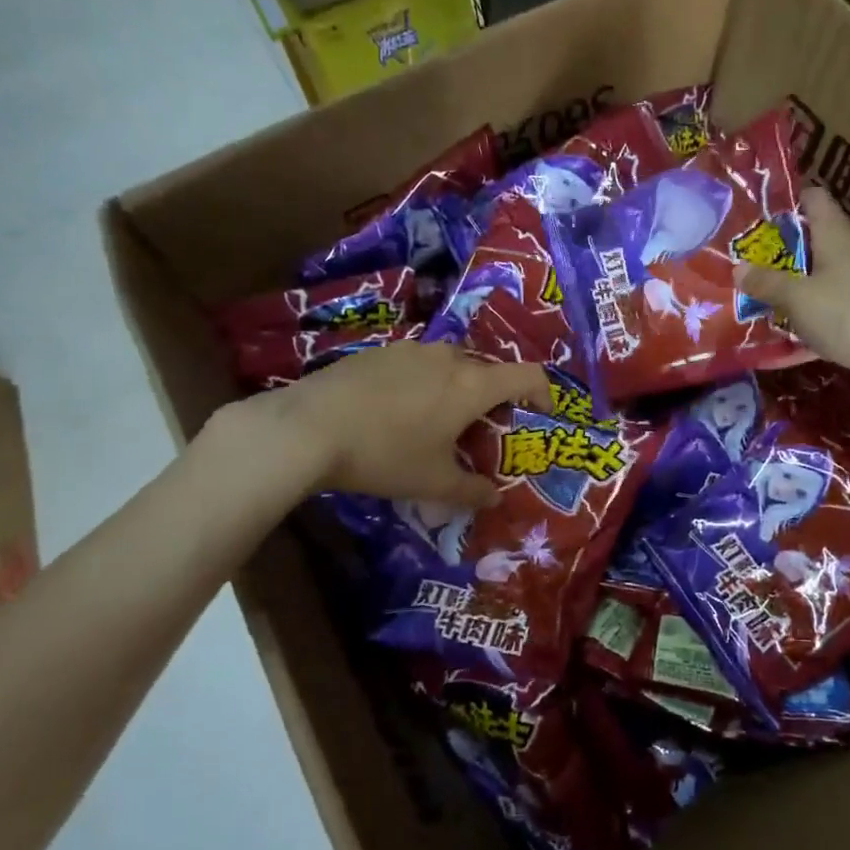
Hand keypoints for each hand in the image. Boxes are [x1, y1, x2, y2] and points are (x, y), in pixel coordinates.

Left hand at [209, 343, 549, 509]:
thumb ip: (471, 491)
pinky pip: (417, 364)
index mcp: (471, 385)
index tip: (540, 414)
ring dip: (456, 388)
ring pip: (450, 364)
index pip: (527, 375)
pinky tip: (396, 412)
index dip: (542, 392)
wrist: (306, 428)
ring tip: (437, 421)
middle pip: (487, 370)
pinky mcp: (377, 351)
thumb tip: (494, 499)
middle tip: (481, 430)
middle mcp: (447, 358)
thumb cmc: (384, 454)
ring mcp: (410, 350)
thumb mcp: (432, 483)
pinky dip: (423, 383)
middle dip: (494, 398)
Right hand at [736, 186, 849, 386]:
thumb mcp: (797, 298)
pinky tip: (783, 335)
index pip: (812, 198)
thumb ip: (766, 283)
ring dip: (791, 285)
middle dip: (778, 251)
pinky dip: (807, 314)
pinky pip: (828, 305)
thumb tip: (738, 269)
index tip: (754, 219)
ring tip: (756, 297)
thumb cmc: (847, 315)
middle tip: (744, 263)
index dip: (784, 202)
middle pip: (811, 238)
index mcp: (836, 234)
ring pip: (818, 275)